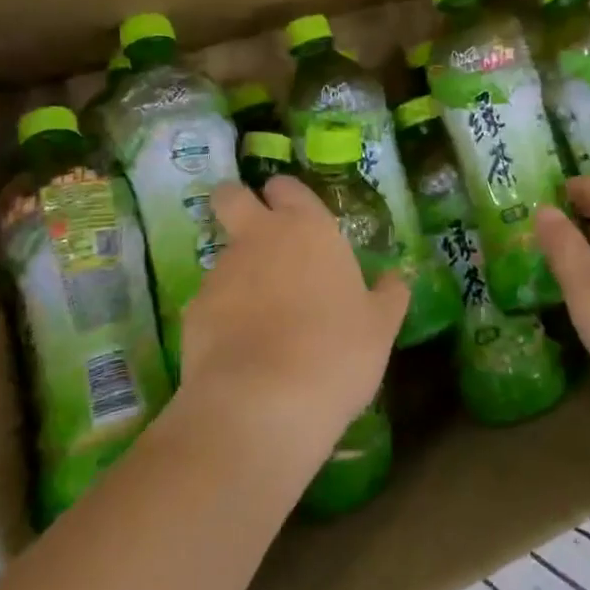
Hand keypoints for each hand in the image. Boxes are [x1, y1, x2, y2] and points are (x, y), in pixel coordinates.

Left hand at [178, 176, 407, 460]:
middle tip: (258, 236)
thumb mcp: (380, 326)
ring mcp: (220, 273)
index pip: (286, 186)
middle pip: (231, 196)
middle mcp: (258, 238)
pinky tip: (242, 351)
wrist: (263, 403)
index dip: (287, 196)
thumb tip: (396, 278)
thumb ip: (388, 295)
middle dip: (237, 204)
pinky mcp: (194, 312)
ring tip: (262, 319)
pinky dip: (223, 317)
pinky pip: (211, 302)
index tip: (295, 215)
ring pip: (223, 255)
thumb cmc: (336, 351)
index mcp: (307, 229)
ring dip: (238, 273)